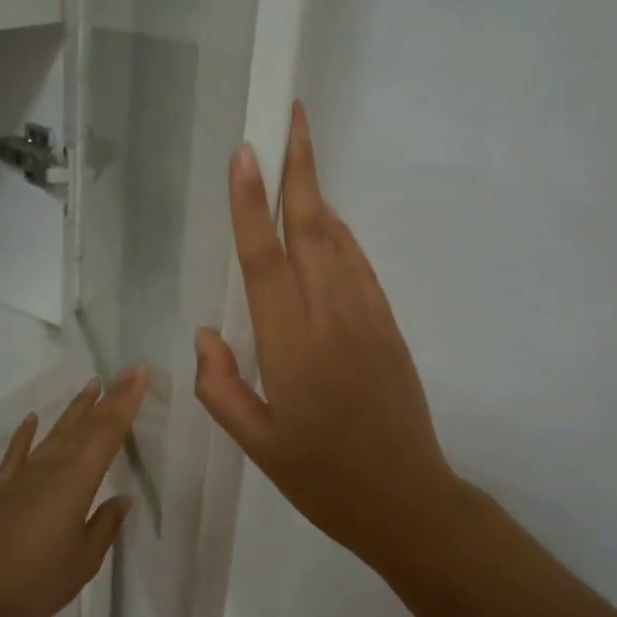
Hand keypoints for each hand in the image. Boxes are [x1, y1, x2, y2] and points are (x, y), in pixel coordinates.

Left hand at [0, 368, 146, 616]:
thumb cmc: (38, 581)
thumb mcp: (85, 560)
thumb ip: (104, 525)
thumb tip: (121, 499)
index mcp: (78, 482)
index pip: (108, 434)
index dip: (126, 403)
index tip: (139, 375)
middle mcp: (52, 468)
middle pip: (85, 426)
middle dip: (109, 398)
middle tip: (127, 371)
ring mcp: (22, 476)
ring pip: (55, 433)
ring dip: (75, 409)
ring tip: (91, 385)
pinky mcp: (0, 488)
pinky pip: (16, 453)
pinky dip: (25, 434)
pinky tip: (32, 419)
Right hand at [194, 103, 459, 566]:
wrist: (408, 501)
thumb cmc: (323, 479)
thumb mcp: (257, 444)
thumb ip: (221, 387)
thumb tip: (208, 333)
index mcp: (291, 345)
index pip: (265, 259)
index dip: (253, 203)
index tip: (247, 152)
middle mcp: (331, 317)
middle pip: (311, 228)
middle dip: (300, 169)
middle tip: (292, 115)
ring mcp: (367, 317)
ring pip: (339, 240)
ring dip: (320, 193)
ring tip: (303, 152)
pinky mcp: (389, 327)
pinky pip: (360, 267)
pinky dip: (342, 234)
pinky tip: (329, 221)